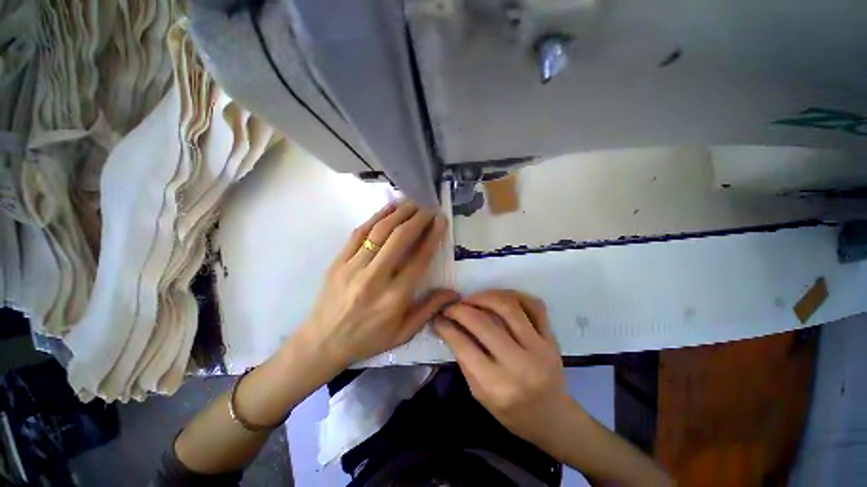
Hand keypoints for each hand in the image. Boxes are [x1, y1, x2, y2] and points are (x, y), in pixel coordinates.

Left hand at [302, 200, 458, 368]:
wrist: (323, 342)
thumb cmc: (368, 339)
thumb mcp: (403, 333)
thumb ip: (429, 309)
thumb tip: (454, 293)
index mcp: (394, 297)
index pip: (418, 259)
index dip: (432, 236)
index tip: (440, 220)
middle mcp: (375, 278)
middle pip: (399, 239)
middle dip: (417, 219)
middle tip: (429, 207)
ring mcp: (353, 267)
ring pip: (379, 231)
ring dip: (399, 213)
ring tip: (413, 202)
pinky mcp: (339, 261)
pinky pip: (359, 233)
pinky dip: (376, 217)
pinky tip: (388, 209)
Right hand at [434, 290, 570, 442]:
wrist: (552, 417)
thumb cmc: (511, 411)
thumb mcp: (479, 393)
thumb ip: (464, 358)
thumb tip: (448, 325)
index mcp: (498, 386)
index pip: (464, 346)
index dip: (446, 326)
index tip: (438, 316)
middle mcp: (520, 365)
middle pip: (484, 322)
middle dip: (460, 309)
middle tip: (451, 306)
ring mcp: (541, 348)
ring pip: (509, 306)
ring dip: (484, 296)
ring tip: (472, 299)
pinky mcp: (552, 338)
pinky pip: (534, 305)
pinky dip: (514, 295)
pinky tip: (498, 298)